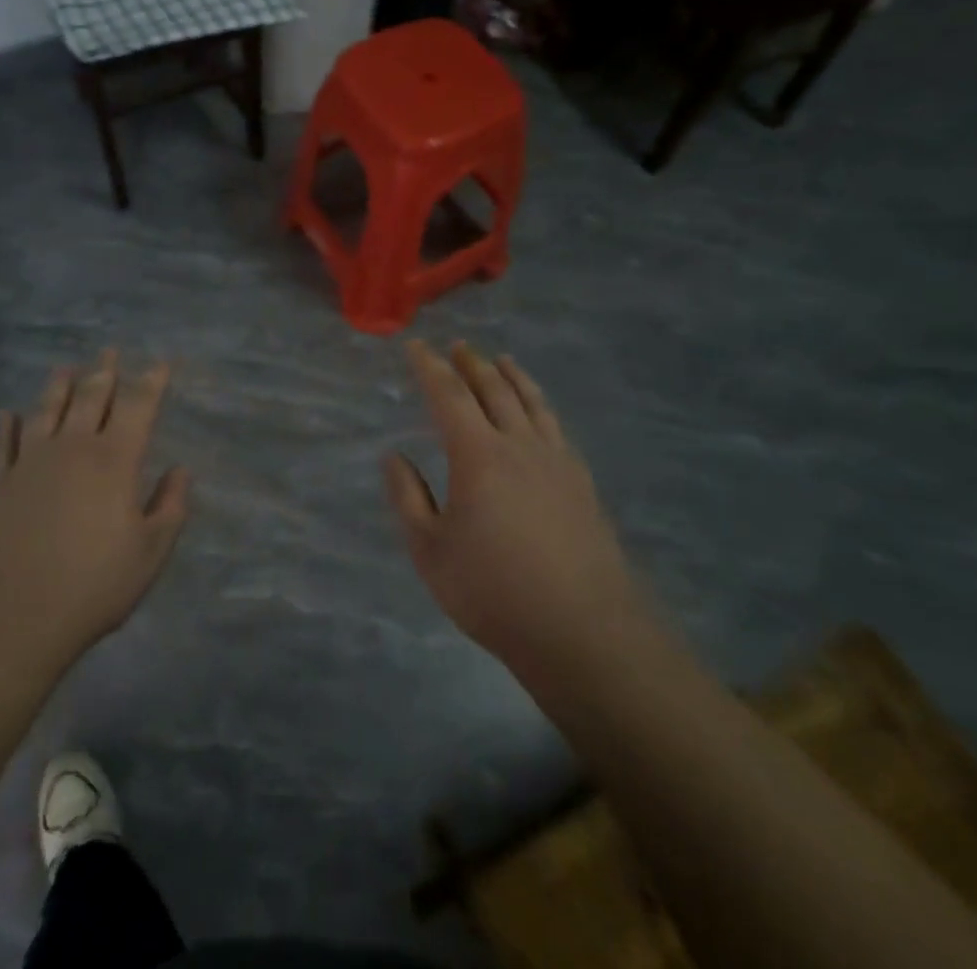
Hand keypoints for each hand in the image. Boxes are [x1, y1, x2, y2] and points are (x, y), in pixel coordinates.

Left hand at [0, 351, 190, 672]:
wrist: (9, 616)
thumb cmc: (92, 586)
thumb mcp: (150, 554)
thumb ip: (170, 507)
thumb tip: (180, 470)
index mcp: (114, 460)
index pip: (138, 407)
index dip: (152, 381)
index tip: (161, 362)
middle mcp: (72, 448)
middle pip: (90, 398)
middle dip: (104, 371)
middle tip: (110, 350)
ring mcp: (29, 462)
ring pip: (46, 410)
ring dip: (58, 386)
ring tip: (65, 368)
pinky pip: (2, 443)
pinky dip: (6, 426)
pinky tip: (7, 414)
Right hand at [385, 341, 642, 683]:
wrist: (583, 630)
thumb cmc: (493, 591)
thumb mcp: (430, 551)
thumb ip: (408, 498)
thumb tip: (393, 457)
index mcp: (477, 455)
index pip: (449, 395)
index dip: (430, 367)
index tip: (416, 346)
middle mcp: (519, 444)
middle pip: (494, 389)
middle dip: (472, 364)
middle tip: (458, 346)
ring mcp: (556, 461)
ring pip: (532, 402)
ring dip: (512, 375)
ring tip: (502, 360)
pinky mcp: (582, 482)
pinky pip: (557, 427)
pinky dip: (541, 405)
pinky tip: (540, 412)